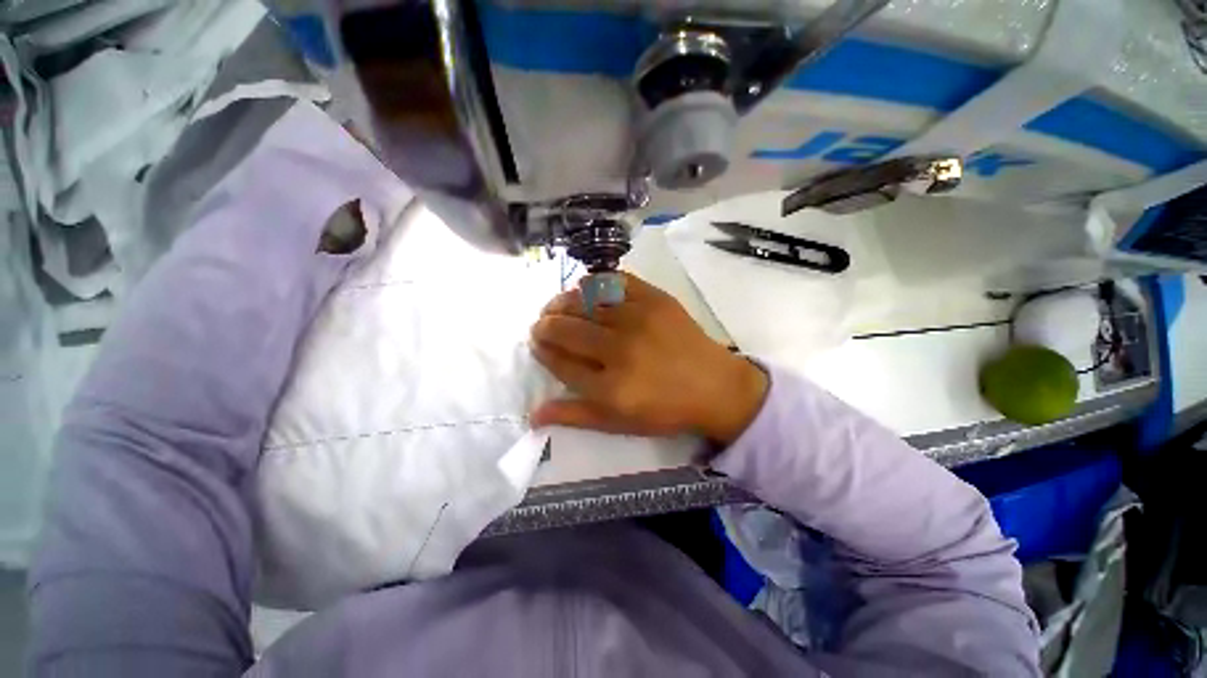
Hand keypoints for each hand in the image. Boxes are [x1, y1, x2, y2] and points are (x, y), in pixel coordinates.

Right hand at [530, 273, 767, 444]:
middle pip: (567, 329)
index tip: (536, 343)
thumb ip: (575, 416)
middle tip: (541, 324)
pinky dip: (594, 283)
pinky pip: (614, 281)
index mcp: (610, 387)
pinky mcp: (655, 299)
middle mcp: (620, 350)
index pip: (560, 362)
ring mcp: (638, 319)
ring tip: (557, 306)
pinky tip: (586, 290)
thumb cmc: (665, 409)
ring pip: (585, 302)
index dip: (543, 351)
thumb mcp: (619, 423)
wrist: (715, 386)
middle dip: (545, 325)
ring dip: (562, 302)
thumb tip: (533, 414)